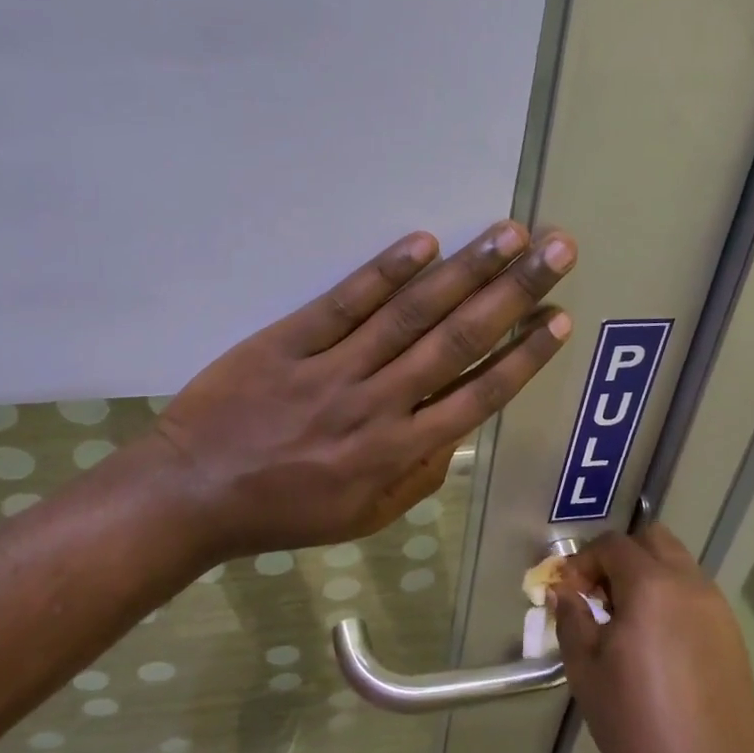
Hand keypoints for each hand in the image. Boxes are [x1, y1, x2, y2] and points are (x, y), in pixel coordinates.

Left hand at [149, 221, 574, 562]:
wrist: (193, 494)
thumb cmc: (285, 511)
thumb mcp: (365, 517)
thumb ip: (419, 477)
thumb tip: (458, 432)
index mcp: (399, 451)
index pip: (478, 395)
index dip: (524, 355)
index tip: (559, 317)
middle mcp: (377, 404)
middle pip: (457, 340)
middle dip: (513, 293)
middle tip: (556, 250)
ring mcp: (332, 369)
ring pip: (410, 314)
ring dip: (464, 271)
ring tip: (509, 235)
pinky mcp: (288, 342)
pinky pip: (344, 303)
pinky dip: (384, 271)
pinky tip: (423, 242)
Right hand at [553, 525, 753, 752]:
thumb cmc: (638, 725)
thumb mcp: (586, 671)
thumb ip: (571, 619)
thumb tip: (564, 592)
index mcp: (652, 586)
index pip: (613, 546)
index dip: (584, 561)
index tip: (568, 592)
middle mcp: (690, 585)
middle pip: (652, 541)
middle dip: (620, 557)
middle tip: (599, 597)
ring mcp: (718, 610)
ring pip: (678, 565)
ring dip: (647, 576)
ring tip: (625, 623)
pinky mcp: (733, 637)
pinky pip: (695, 595)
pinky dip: (670, 599)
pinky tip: (656, 645)